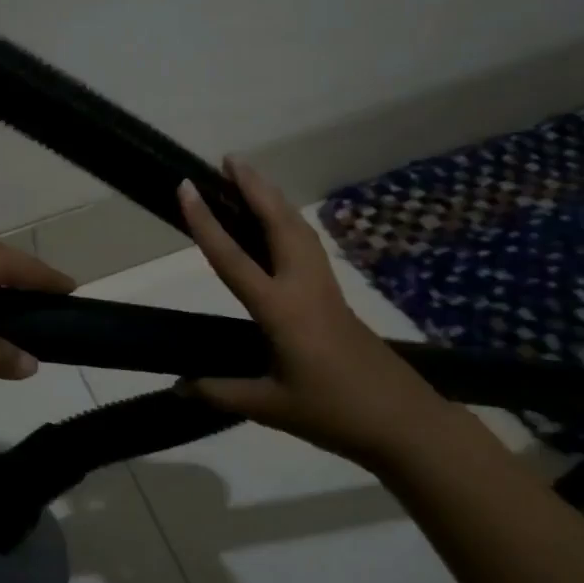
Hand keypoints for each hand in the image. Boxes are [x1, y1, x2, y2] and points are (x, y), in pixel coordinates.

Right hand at [178, 159, 456, 469]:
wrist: (403, 422)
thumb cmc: (333, 413)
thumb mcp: (270, 407)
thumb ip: (221, 393)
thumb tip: (180, 386)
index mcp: (281, 310)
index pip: (232, 258)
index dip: (205, 223)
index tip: (186, 188)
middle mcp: (304, 287)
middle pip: (278, 224)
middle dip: (254, 187)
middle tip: (229, 160)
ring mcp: (325, 288)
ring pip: (299, 229)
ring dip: (273, 199)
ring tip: (251, 180)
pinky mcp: (336, 296)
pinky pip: (308, 245)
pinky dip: (289, 222)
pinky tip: (280, 226)